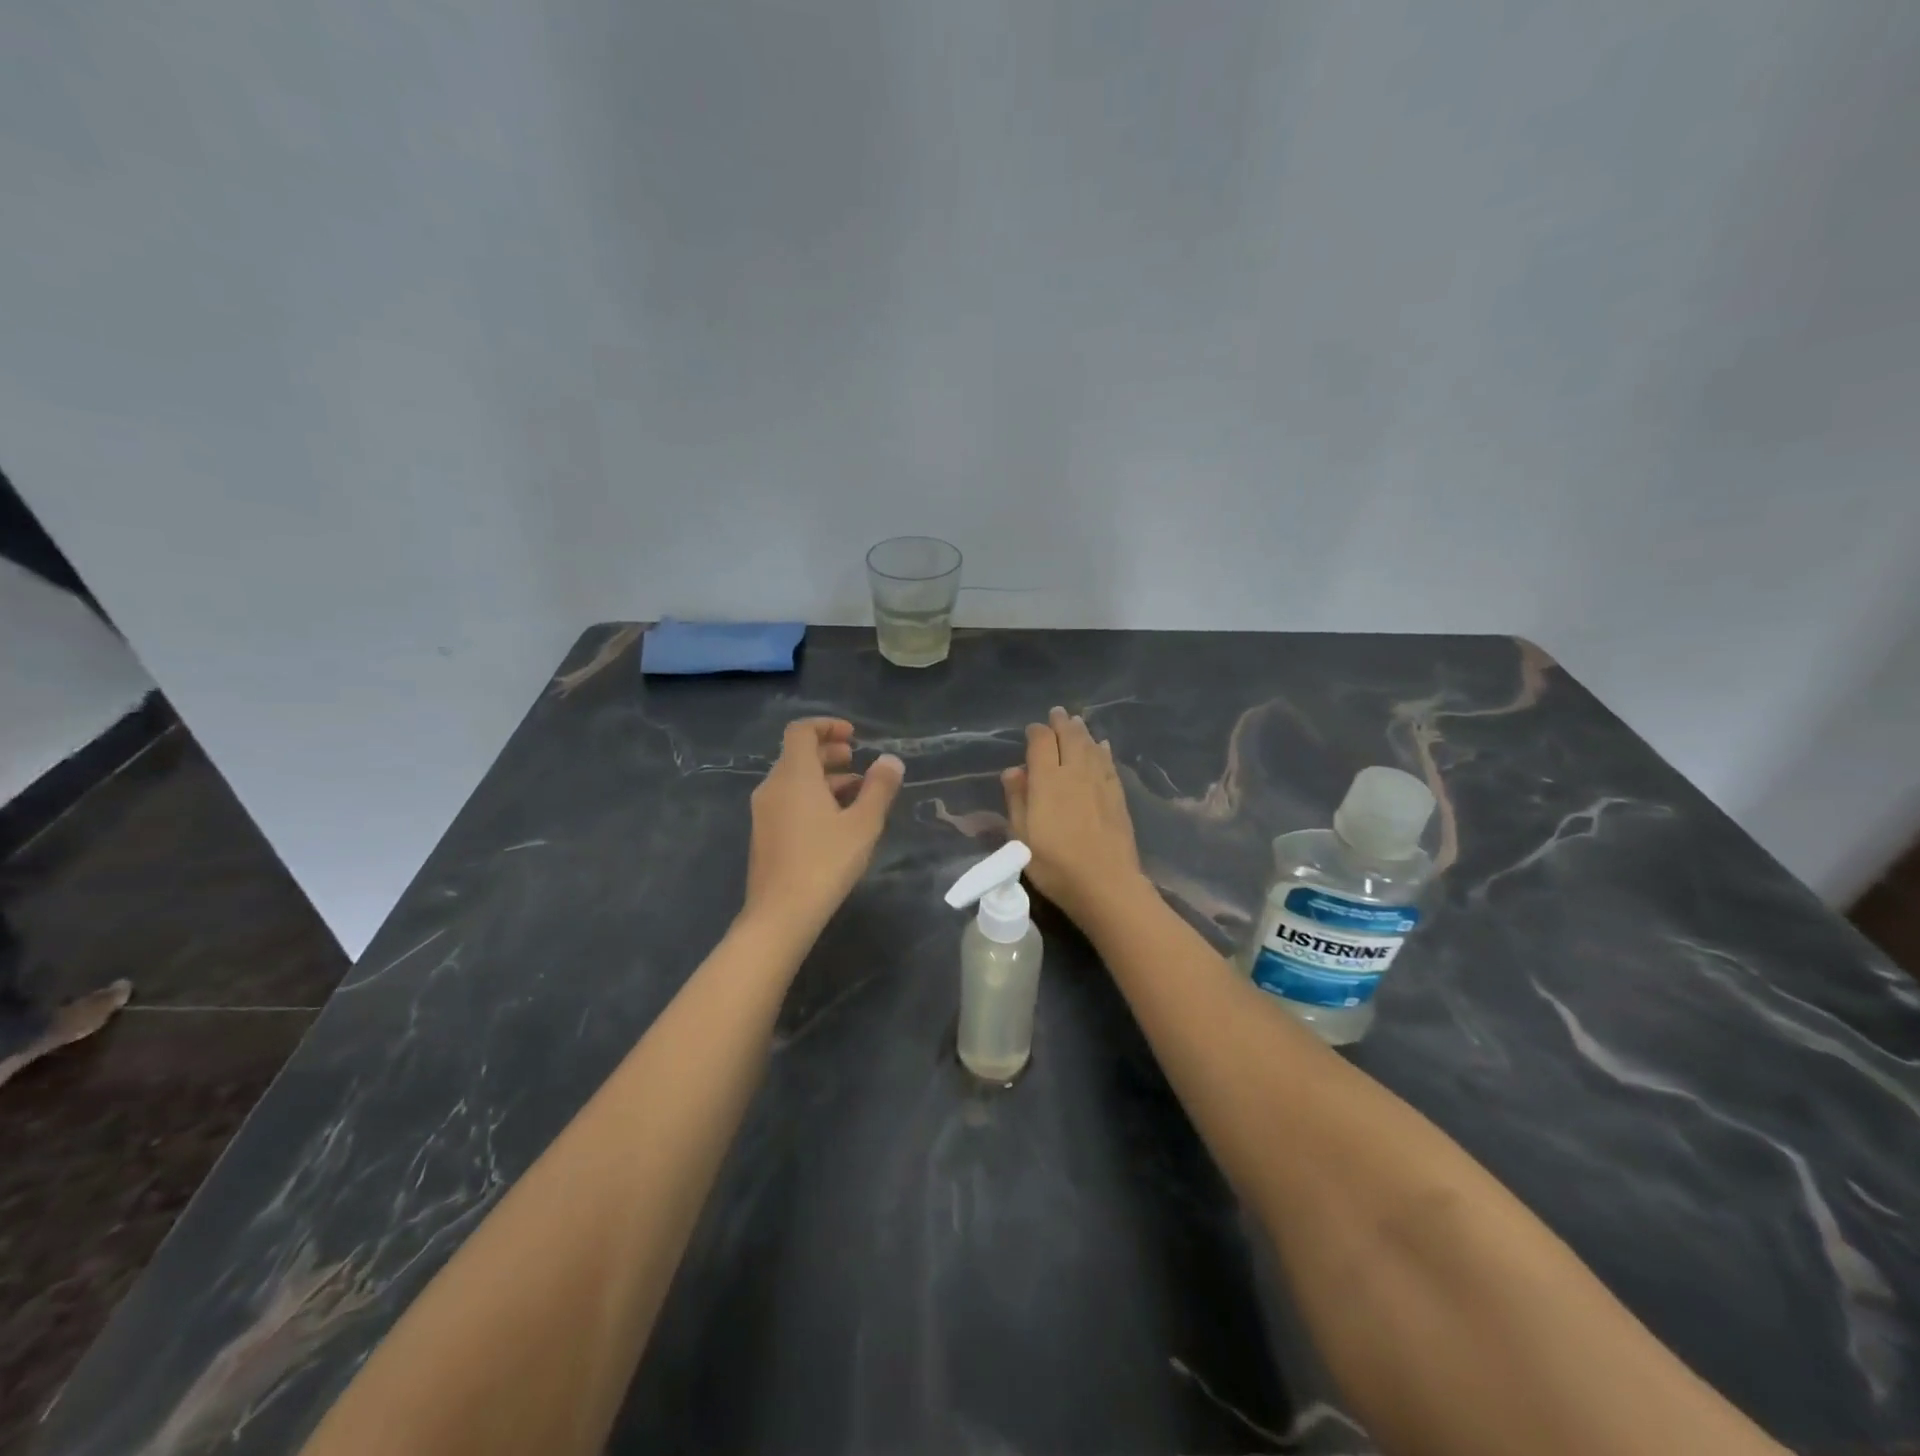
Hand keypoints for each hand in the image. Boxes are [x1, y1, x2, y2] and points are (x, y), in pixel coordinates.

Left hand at [743, 719, 904, 937]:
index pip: (801, 731)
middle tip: (858, 761)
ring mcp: (764, 812)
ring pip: (794, 780)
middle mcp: (773, 787)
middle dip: (829, 753)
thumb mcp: (863, 823)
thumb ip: (879, 787)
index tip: (853, 735)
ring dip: (825, 778)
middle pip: (798, 755)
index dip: (826, 726)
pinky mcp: (764, 834)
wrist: (781, 914)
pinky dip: (813, 797)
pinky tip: (837, 821)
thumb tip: (891, 760)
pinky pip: (789, 801)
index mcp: (794, 775)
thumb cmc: (825, 862)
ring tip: (858, 793)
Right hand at [1001, 707, 1147, 928]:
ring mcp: (1100, 782)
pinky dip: (1102, 750)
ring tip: (1077, 723)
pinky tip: (1102, 746)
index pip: (1041, 742)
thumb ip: (1017, 799)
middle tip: (1057, 713)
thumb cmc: (1055, 865)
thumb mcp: (1021, 836)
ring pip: (1091, 746)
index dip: (1036, 732)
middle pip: (1069, 737)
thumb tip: (1014, 770)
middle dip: (1062, 723)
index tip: (1032, 730)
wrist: (1106, 884)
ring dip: (1082, 732)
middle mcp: (1074, 772)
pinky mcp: (1117, 795)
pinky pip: (1108, 763)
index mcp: (1047, 780)